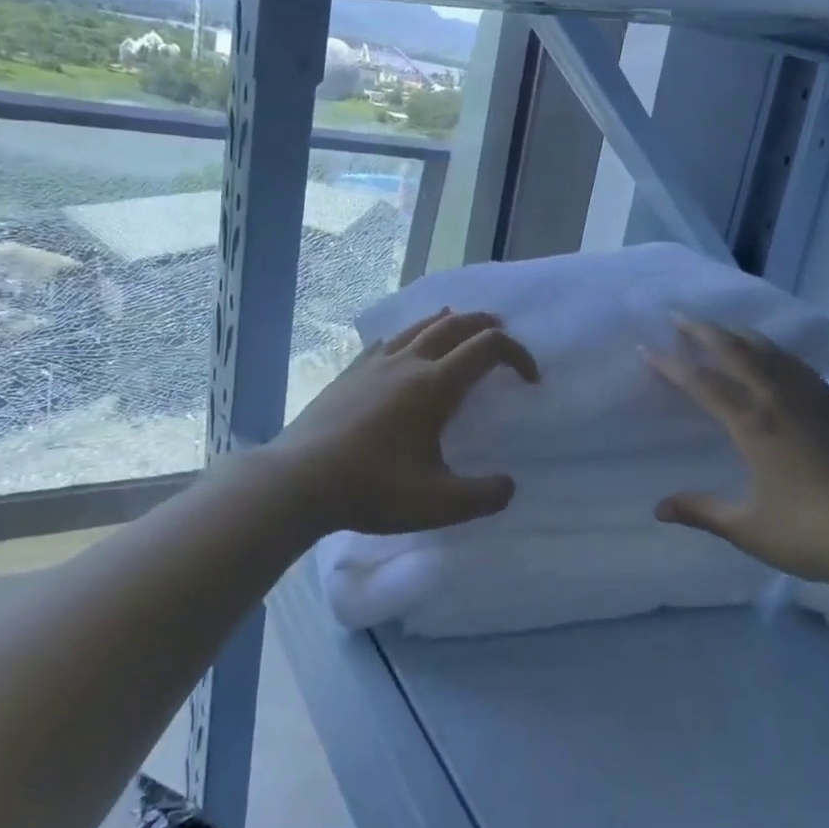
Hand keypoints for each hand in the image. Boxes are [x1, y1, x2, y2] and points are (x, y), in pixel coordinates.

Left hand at [270, 309, 538, 535]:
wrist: (298, 482)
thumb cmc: (372, 490)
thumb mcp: (439, 505)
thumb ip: (484, 496)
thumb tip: (509, 485)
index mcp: (435, 386)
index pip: (488, 348)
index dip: (518, 355)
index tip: (530, 380)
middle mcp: (408, 363)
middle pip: (456, 324)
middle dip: (487, 325)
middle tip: (503, 337)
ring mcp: (375, 364)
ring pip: (420, 326)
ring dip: (450, 322)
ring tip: (462, 329)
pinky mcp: (350, 373)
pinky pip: (388, 341)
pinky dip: (411, 336)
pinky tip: (405, 351)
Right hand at [642, 318, 828, 586]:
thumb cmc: (813, 532)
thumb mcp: (748, 528)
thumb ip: (701, 511)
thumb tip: (659, 507)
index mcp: (753, 425)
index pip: (703, 384)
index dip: (671, 365)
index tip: (646, 348)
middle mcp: (780, 401)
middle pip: (736, 352)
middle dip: (704, 331)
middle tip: (679, 316)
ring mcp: (813, 400)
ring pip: (771, 352)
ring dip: (740, 334)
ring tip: (721, 327)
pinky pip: (800, 365)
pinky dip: (777, 351)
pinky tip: (775, 354)